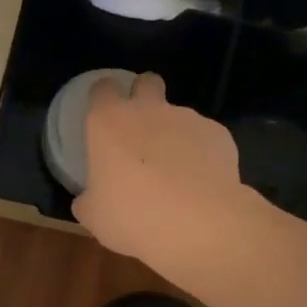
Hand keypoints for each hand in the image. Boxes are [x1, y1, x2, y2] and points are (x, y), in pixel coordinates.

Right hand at [72, 72, 256, 283]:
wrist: (199, 225)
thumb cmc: (133, 217)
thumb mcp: (94, 216)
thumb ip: (88, 199)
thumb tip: (89, 199)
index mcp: (109, 122)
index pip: (102, 89)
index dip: (103, 99)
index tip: (103, 116)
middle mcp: (148, 110)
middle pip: (147, 82)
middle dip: (144, 96)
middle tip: (141, 130)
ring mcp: (187, 118)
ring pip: (178, 115)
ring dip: (173, 134)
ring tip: (176, 173)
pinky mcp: (218, 134)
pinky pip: (204, 138)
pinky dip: (201, 154)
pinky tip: (201, 182)